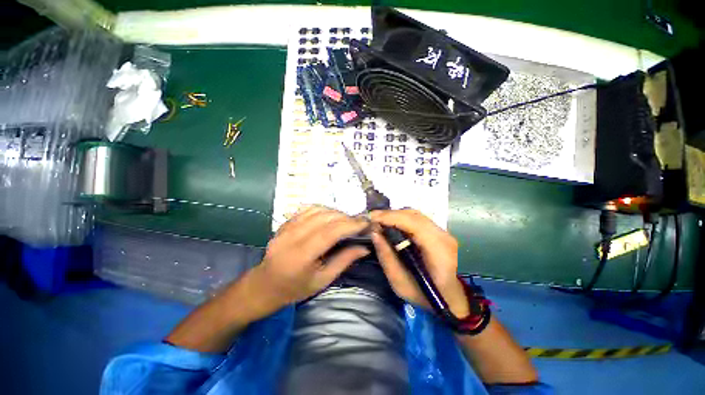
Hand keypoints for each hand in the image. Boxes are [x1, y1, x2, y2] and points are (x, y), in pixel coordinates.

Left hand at [255, 206, 369, 307]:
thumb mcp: (323, 280)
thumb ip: (344, 260)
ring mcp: (286, 227)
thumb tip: (365, 247)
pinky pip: (307, 209)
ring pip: (317, 210)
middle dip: (346, 218)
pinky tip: (331, 216)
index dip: (350, 225)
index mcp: (301, 256)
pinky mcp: (285, 223)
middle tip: (359, 223)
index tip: (365, 223)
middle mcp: (292, 237)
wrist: (265, 285)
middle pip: (325, 218)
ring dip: (336, 212)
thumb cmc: (295, 288)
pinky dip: (323, 210)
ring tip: (347, 220)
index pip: (330, 232)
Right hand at [370, 209, 469, 317]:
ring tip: (379, 221)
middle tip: (372, 219)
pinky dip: (401, 219)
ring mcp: (443, 232)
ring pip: (415, 214)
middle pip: (414, 215)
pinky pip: (417, 219)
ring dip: (395, 215)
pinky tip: (391, 224)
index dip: (391, 217)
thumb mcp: (400, 283)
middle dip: (390, 214)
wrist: (450, 300)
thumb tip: (374, 233)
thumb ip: (386, 257)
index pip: (413, 223)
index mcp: (438, 250)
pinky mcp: (438, 232)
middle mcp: (443, 236)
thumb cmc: (425, 296)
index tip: (371, 218)